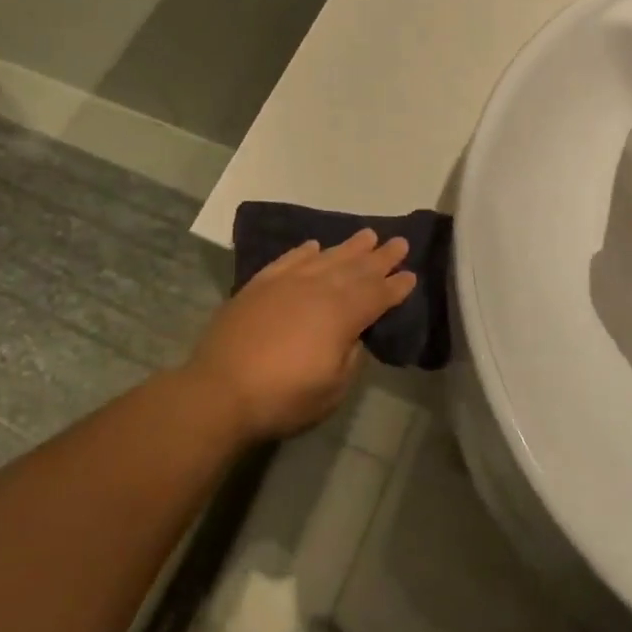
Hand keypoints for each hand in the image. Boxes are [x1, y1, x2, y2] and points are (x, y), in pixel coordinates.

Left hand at [187, 230, 416, 440]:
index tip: (411, 274)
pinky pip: (288, 260)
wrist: (220, 390)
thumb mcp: (333, 389)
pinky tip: (314, 246)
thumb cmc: (283, 397)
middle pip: (355, 269)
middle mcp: (317, 289)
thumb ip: (350, 356)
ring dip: (348, 247)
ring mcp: (286, 283)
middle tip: (399, 242)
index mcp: (341, 315)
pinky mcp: (259, 285)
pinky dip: (304, 251)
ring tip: (367, 235)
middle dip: (380, 257)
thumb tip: (353, 334)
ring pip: (325, 258)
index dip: (396, 286)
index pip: (376, 295)